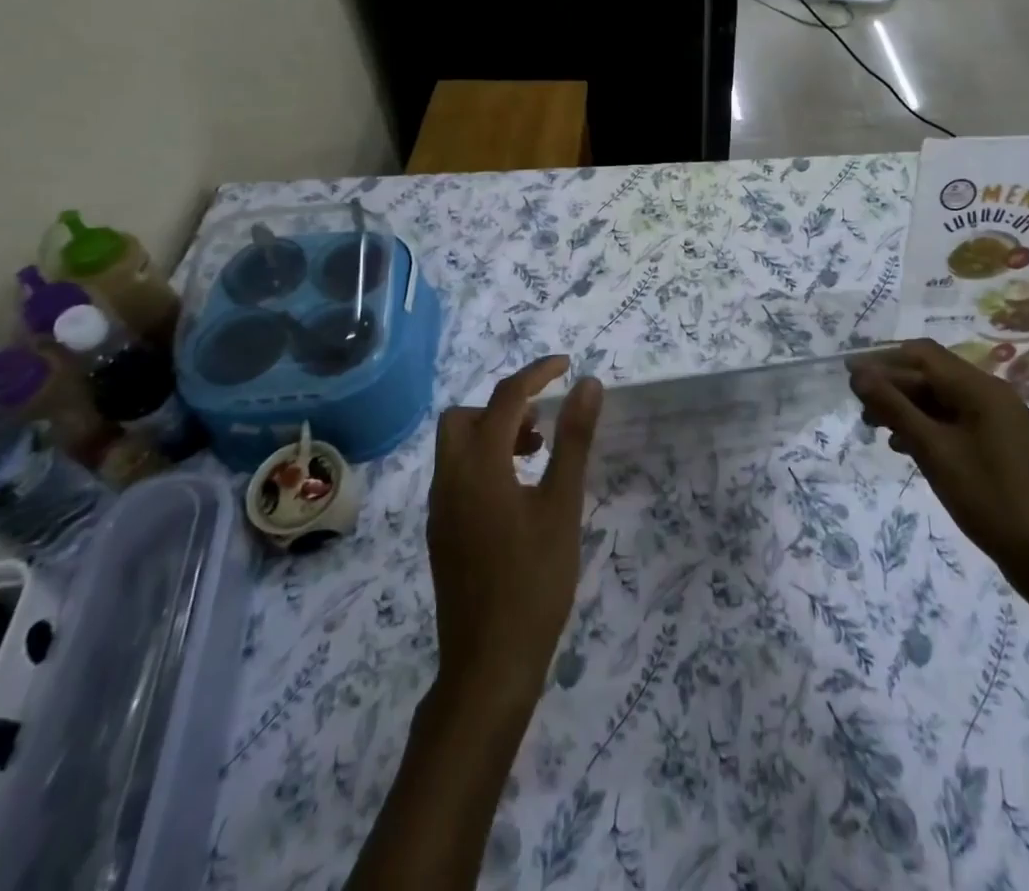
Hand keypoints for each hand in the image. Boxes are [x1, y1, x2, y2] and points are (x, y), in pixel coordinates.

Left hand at [427, 356, 600, 712]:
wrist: (488, 665)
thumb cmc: (534, 581)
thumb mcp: (563, 505)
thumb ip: (573, 440)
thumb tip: (587, 384)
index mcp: (479, 465)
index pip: (505, 397)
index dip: (537, 373)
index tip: (567, 364)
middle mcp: (450, 478)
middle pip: (466, 417)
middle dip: (505, 406)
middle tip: (543, 424)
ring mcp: (440, 508)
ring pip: (458, 446)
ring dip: (494, 434)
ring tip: (537, 455)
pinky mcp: (442, 532)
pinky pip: (458, 474)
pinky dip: (485, 462)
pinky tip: (518, 492)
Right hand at [849, 339, 1028, 591]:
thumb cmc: (987, 497)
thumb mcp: (933, 450)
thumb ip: (894, 407)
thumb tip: (859, 374)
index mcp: (980, 388)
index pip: (923, 355)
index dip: (883, 361)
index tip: (850, 377)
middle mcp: (991, 394)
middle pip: (932, 374)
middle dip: (893, 386)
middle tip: (860, 408)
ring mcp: (998, 420)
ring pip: (941, 399)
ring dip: (907, 406)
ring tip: (875, 427)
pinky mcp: (998, 444)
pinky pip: (954, 420)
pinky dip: (926, 425)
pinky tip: (903, 446)